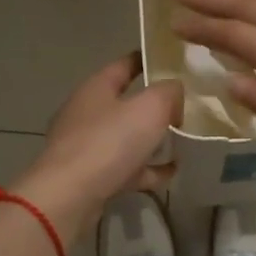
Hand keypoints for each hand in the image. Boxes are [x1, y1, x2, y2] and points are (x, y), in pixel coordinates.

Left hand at [12, 54, 182, 235]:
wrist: (70, 196)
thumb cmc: (109, 142)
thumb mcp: (150, 107)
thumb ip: (169, 92)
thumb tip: (175, 92)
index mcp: (96, 88)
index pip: (125, 64)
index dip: (148, 60)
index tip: (173, 61)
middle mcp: (87, 113)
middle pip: (125, 102)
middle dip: (154, 105)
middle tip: (185, 106)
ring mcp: (85, 146)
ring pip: (125, 137)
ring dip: (150, 139)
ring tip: (180, 142)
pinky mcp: (89, 176)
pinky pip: (125, 167)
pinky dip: (146, 169)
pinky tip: (170, 172)